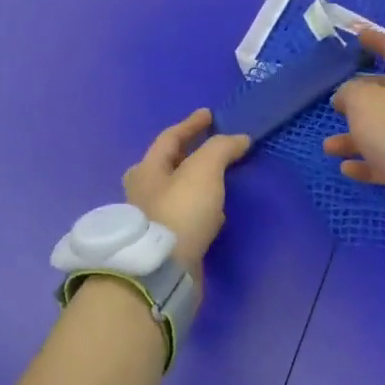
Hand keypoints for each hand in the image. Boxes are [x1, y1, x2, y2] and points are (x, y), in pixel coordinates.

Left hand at [122, 109, 251, 279]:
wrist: (163, 270)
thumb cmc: (180, 211)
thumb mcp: (204, 170)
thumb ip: (221, 149)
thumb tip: (240, 139)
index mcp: (147, 169)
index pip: (170, 138)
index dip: (191, 124)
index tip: (210, 115)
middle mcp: (144, 192)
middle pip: (166, 165)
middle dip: (187, 154)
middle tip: (210, 148)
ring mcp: (153, 219)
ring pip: (177, 192)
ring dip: (197, 182)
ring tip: (220, 179)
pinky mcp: (165, 243)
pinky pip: (186, 215)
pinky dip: (201, 208)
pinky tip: (216, 213)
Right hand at [323, 28, 384, 184]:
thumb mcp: (362, 101)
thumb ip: (350, 92)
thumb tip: (347, 95)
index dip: (376, 40)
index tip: (359, 37)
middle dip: (360, 100)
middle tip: (338, 105)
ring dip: (355, 137)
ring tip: (330, 146)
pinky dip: (368, 161)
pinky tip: (347, 168)